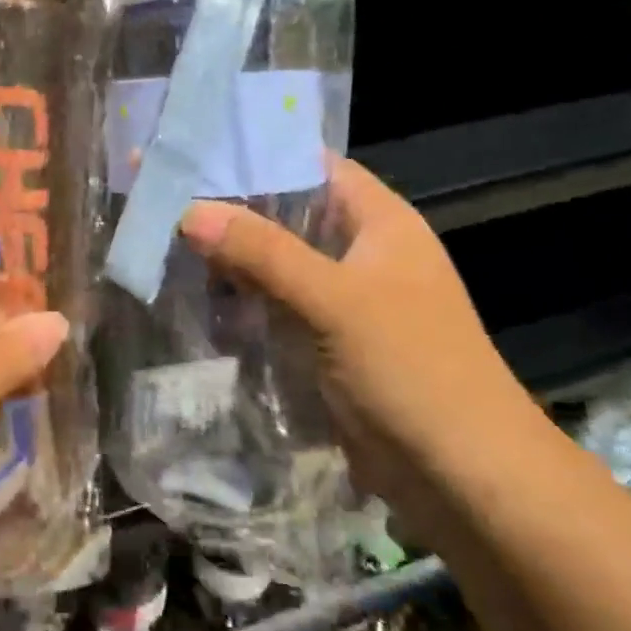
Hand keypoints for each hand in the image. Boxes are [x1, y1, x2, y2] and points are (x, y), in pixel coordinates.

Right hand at [180, 159, 548, 527]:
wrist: (467, 480)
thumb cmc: (412, 370)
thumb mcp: (335, 302)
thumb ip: (263, 253)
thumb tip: (190, 210)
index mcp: (379, 221)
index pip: (311, 164)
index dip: (257, 154)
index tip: (194, 149)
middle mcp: (362, 251)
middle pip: (287, 215)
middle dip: (231, 210)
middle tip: (164, 198)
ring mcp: (346, 299)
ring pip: (277, 264)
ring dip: (231, 260)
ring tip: (164, 243)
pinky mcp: (330, 342)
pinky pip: (278, 307)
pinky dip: (243, 302)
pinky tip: (196, 300)